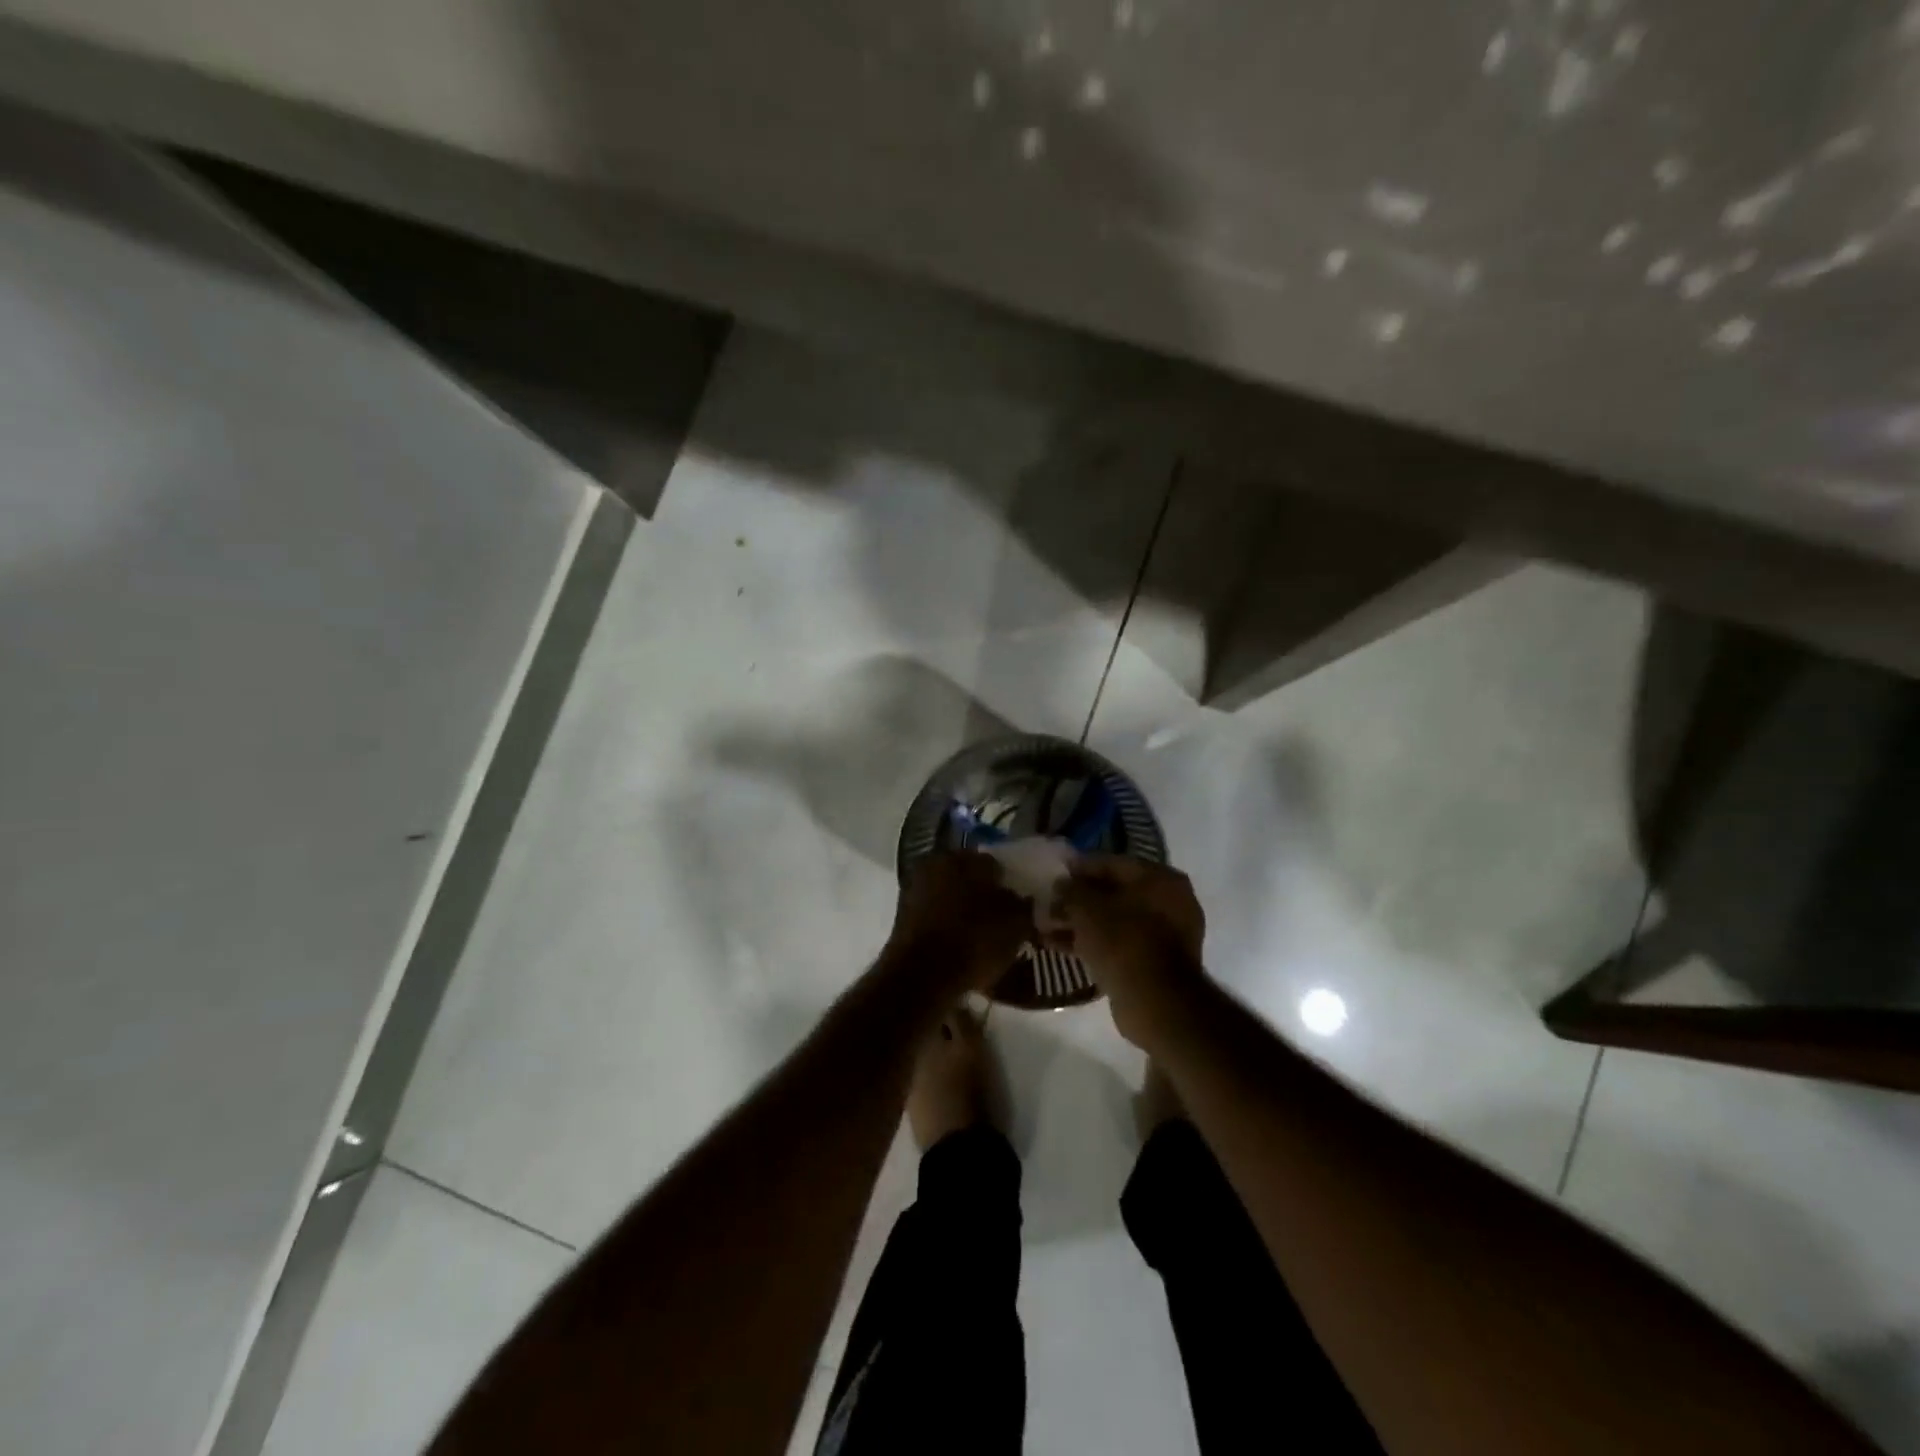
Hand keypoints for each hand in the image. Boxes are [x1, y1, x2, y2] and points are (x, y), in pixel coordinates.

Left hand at [884, 851, 1035, 993]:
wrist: (922, 976)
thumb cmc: (974, 941)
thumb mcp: (1016, 924)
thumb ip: (1023, 905)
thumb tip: (1022, 899)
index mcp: (964, 857)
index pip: (995, 864)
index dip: (1009, 885)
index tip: (1018, 906)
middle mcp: (936, 863)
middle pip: (969, 877)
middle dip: (984, 895)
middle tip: (1000, 921)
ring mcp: (914, 888)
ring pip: (950, 896)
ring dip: (963, 911)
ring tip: (981, 938)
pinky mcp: (902, 915)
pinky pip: (934, 915)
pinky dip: (947, 926)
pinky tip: (960, 947)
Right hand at [1053, 856, 1205, 1049]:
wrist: (1155, 1002)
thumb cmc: (1123, 941)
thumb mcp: (1087, 909)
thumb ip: (1071, 890)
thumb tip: (1061, 885)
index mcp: (1160, 879)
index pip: (1113, 863)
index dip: (1081, 867)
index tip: (1056, 872)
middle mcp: (1169, 902)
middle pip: (1114, 892)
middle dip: (1079, 898)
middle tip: (1050, 902)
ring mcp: (1165, 935)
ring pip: (1114, 920)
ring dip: (1081, 922)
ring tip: (1046, 925)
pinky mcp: (1154, 963)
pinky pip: (1117, 943)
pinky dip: (1091, 942)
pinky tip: (1058, 945)